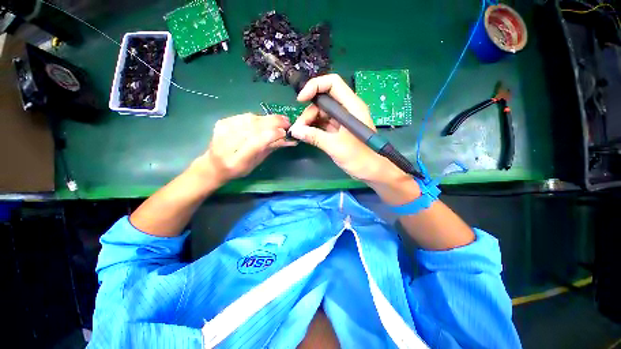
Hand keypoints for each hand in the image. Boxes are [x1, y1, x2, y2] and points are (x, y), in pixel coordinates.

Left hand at [193, 113, 295, 183]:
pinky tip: (265, 120)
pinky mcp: (222, 122)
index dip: (272, 135)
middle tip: (287, 122)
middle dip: (273, 123)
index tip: (285, 132)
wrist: (214, 165)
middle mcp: (227, 144)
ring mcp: (222, 131)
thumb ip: (270, 149)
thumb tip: (287, 139)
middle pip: (253, 127)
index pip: (256, 143)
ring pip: (250, 119)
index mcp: (237, 161)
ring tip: (280, 120)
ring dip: (268, 119)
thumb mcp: (256, 163)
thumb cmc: (239, 169)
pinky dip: (258, 117)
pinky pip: (244, 116)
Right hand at [287, 75, 395, 180]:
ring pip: (321, 114)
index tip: (301, 100)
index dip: (315, 86)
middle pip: (323, 101)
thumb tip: (295, 131)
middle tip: (298, 129)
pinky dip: (313, 129)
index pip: (332, 83)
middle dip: (309, 112)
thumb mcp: (336, 146)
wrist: (372, 172)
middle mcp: (347, 110)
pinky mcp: (339, 132)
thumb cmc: (360, 158)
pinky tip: (306, 136)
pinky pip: (323, 125)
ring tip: (300, 135)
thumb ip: (315, 137)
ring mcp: (342, 121)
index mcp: (352, 107)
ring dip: (309, 122)